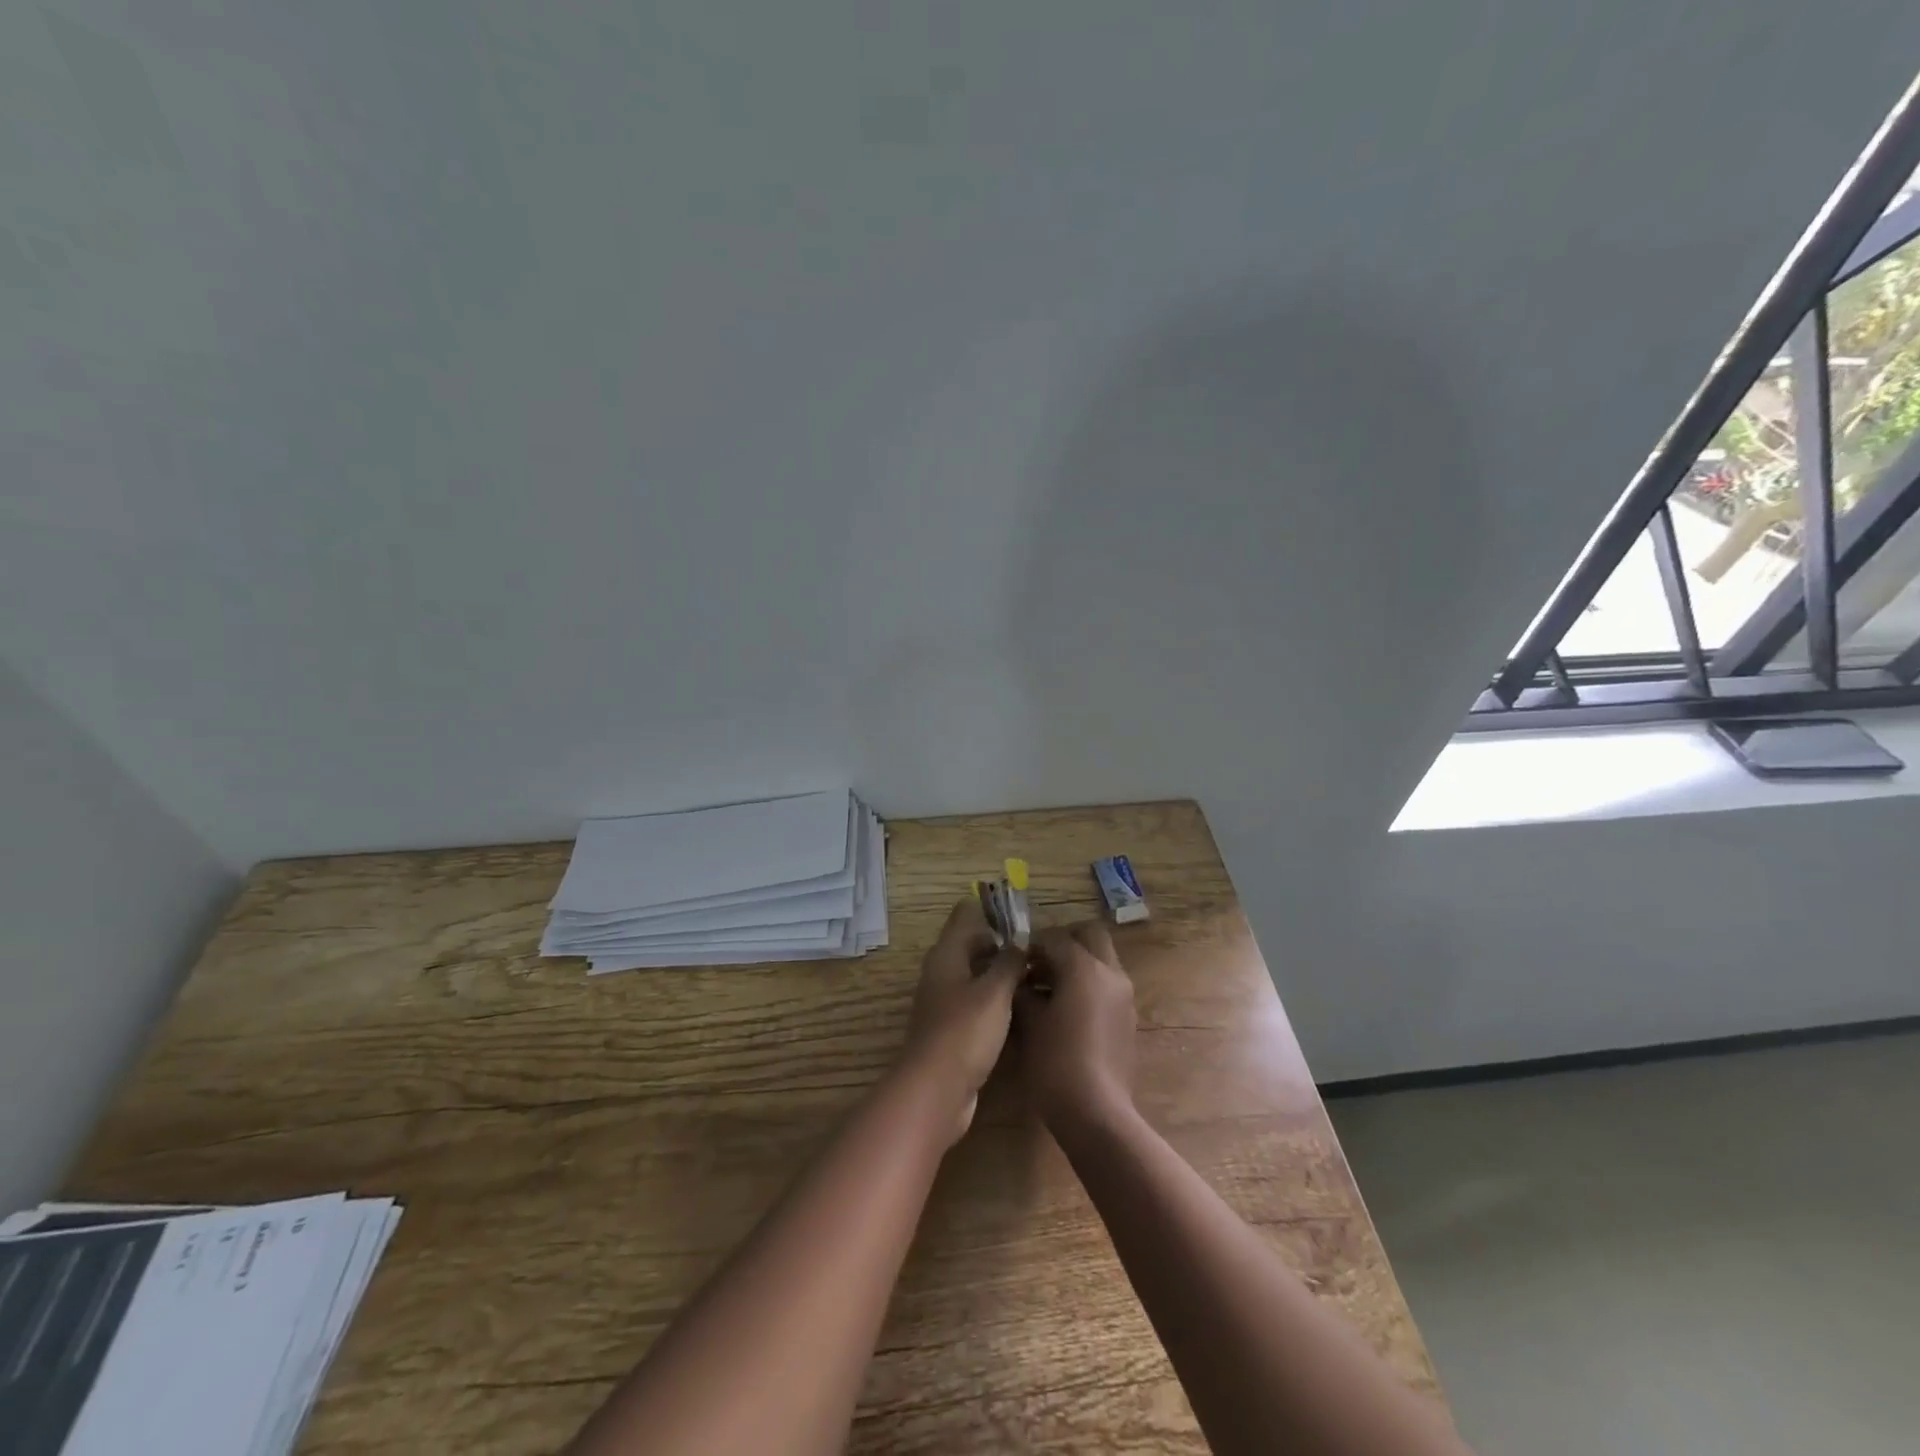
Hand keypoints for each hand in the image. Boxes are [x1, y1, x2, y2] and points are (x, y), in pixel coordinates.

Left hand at [901, 896, 1024, 1142]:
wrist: (936, 1091)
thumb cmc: (965, 1031)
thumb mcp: (995, 991)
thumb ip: (1009, 962)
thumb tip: (1021, 941)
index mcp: (947, 954)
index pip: (965, 915)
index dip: (991, 910)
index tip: (1023, 916)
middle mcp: (942, 972)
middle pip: (972, 945)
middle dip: (1002, 943)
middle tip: (1039, 948)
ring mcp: (945, 1002)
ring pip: (976, 975)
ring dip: (1001, 973)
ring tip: (1037, 975)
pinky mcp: (952, 1029)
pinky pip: (977, 1003)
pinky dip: (996, 1000)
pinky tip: (1022, 1008)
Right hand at [1015, 922, 1136, 1127]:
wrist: (1097, 1112)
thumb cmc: (1056, 1063)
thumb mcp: (1029, 1023)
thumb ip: (1023, 991)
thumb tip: (1020, 979)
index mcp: (1084, 967)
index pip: (1055, 937)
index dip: (1032, 945)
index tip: (1016, 962)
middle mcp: (1110, 972)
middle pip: (1091, 935)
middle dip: (1065, 942)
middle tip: (1040, 963)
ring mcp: (1124, 995)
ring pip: (1103, 959)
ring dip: (1079, 963)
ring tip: (1050, 990)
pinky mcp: (1129, 1018)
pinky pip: (1108, 985)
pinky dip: (1090, 985)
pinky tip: (1068, 1013)